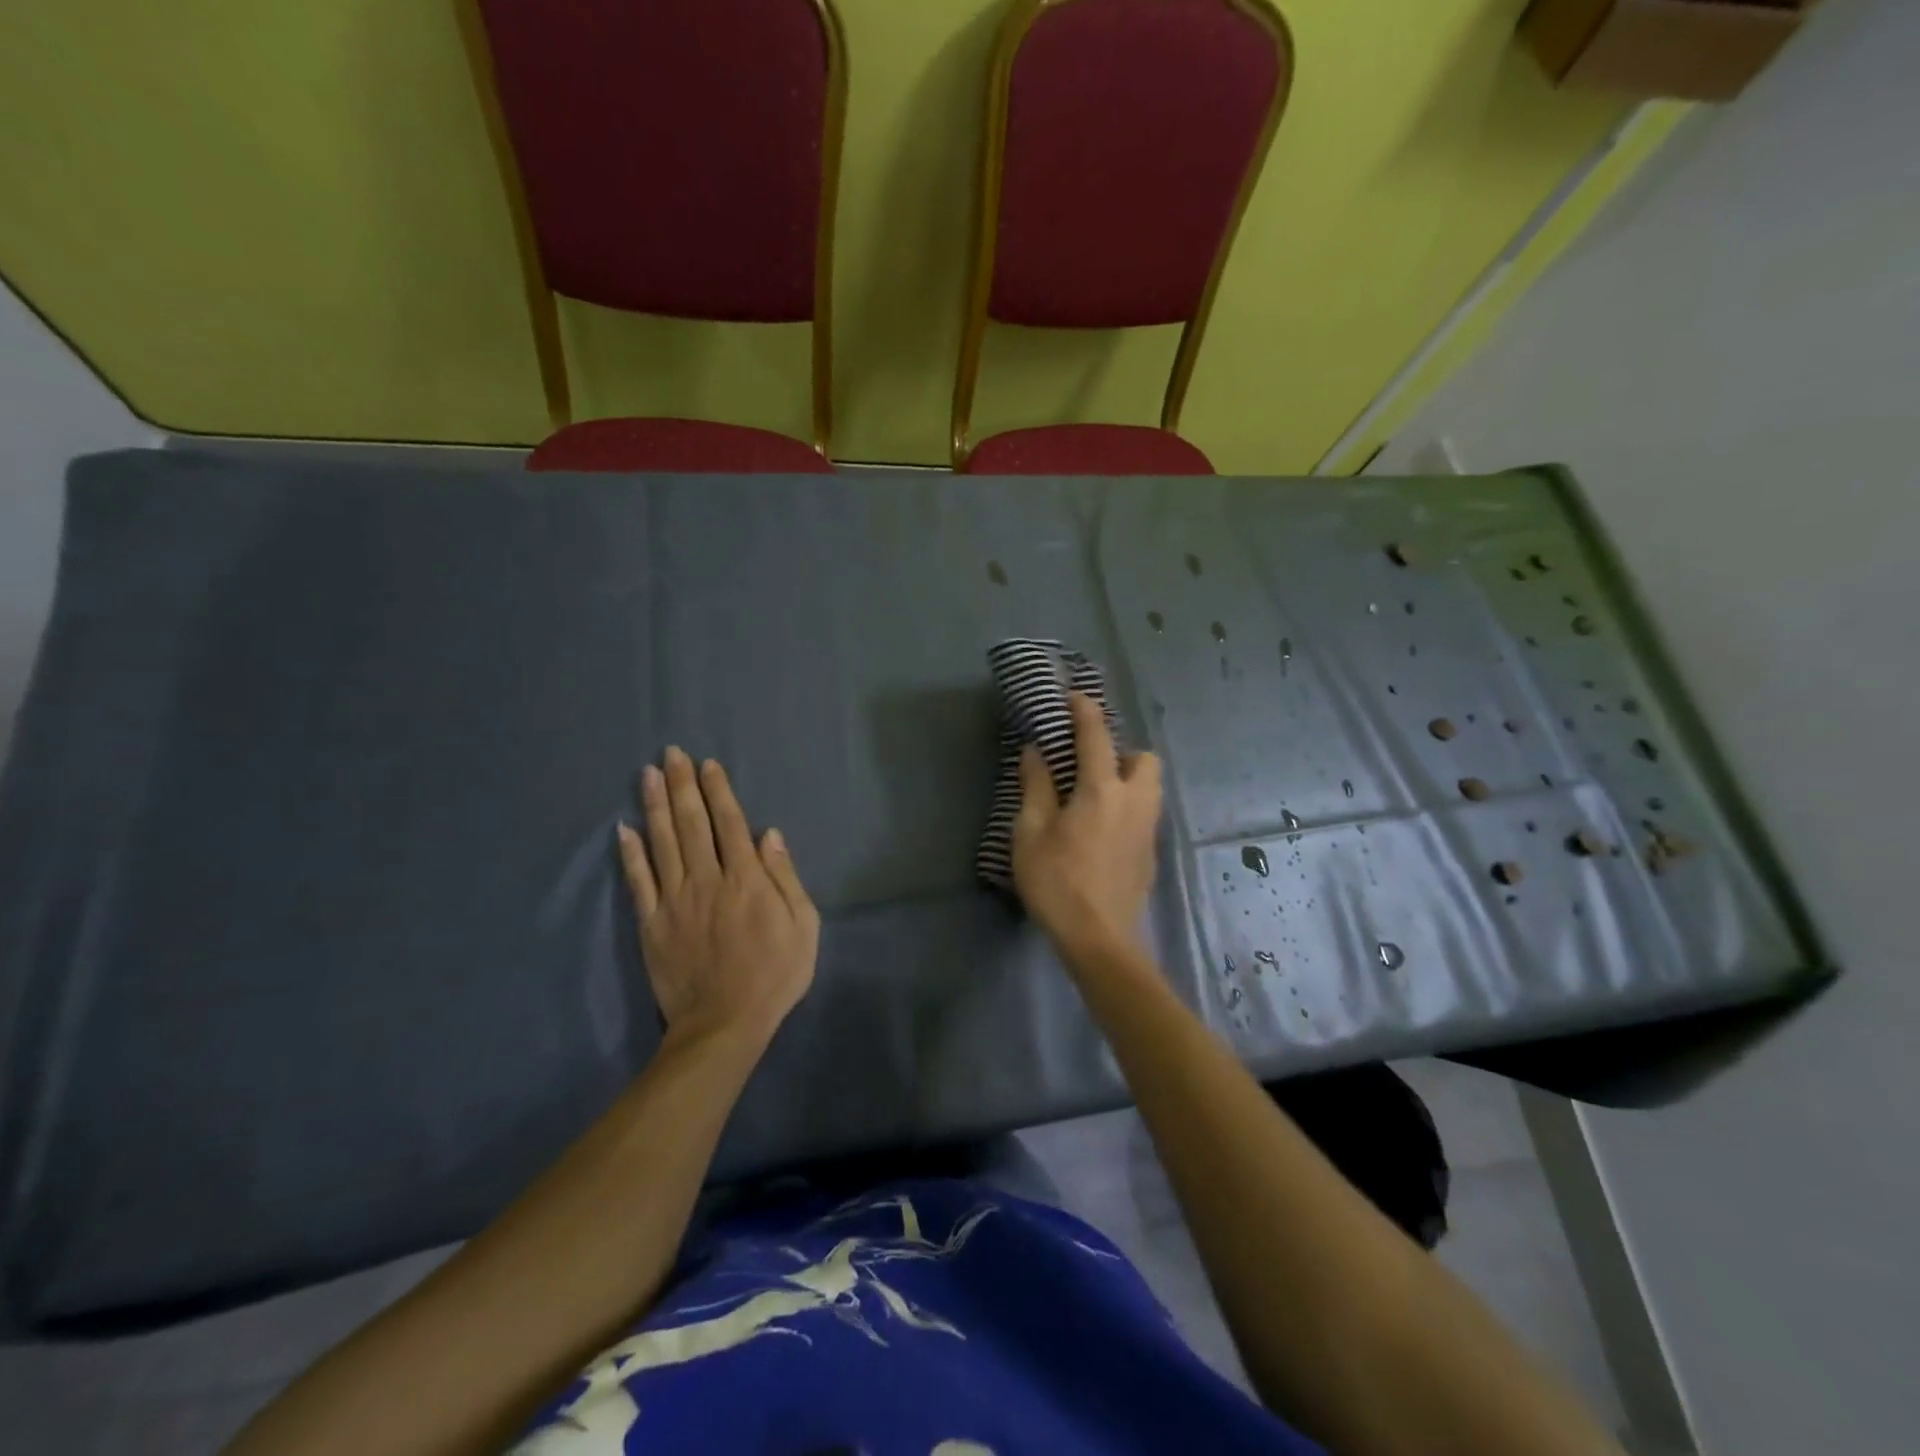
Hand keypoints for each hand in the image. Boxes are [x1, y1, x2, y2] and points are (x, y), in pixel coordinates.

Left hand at [617, 748, 819, 1052]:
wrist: (724, 1024)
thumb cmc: (775, 974)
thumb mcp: (804, 926)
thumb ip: (785, 877)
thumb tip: (768, 834)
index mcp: (746, 880)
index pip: (729, 823)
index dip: (718, 791)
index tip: (708, 764)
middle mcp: (707, 880)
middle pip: (692, 824)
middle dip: (682, 785)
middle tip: (672, 753)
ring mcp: (675, 901)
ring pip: (663, 843)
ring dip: (655, 805)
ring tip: (648, 774)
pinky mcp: (651, 924)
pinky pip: (638, 882)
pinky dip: (630, 853)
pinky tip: (624, 828)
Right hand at [1013, 691, 1162, 956]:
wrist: (1099, 940)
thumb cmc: (1057, 883)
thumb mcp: (1030, 833)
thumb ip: (1035, 787)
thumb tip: (1035, 752)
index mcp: (1102, 790)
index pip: (1096, 737)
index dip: (1085, 711)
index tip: (1074, 696)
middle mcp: (1134, 801)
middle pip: (1145, 758)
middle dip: (1121, 751)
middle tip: (1089, 766)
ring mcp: (1148, 829)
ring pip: (1150, 787)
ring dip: (1129, 778)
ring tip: (1094, 796)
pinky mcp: (1151, 853)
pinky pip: (1146, 813)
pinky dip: (1129, 806)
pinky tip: (1102, 830)